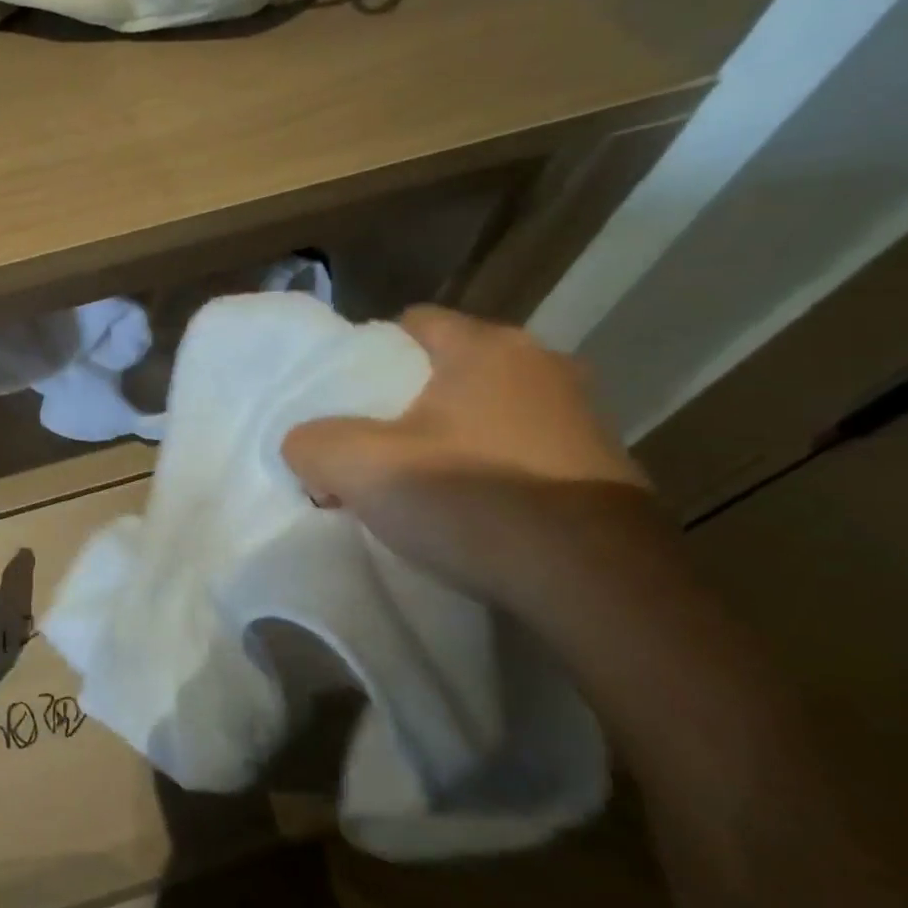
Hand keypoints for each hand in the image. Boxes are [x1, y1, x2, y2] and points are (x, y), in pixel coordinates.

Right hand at [282, 306, 653, 609]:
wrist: (598, 584)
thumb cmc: (473, 500)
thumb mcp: (359, 467)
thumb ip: (311, 442)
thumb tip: (306, 446)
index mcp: (486, 347)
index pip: (412, 323)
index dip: (368, 355)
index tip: (345, 400)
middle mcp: (541, 364)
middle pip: (448, 368)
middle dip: (405, 401)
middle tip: (369, 443)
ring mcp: (581, 416)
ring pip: (485, 410)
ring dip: (449, 436)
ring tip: (415, 482)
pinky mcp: (601, 467)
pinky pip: (520, 449)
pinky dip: (489, 468)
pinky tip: (469, 510)